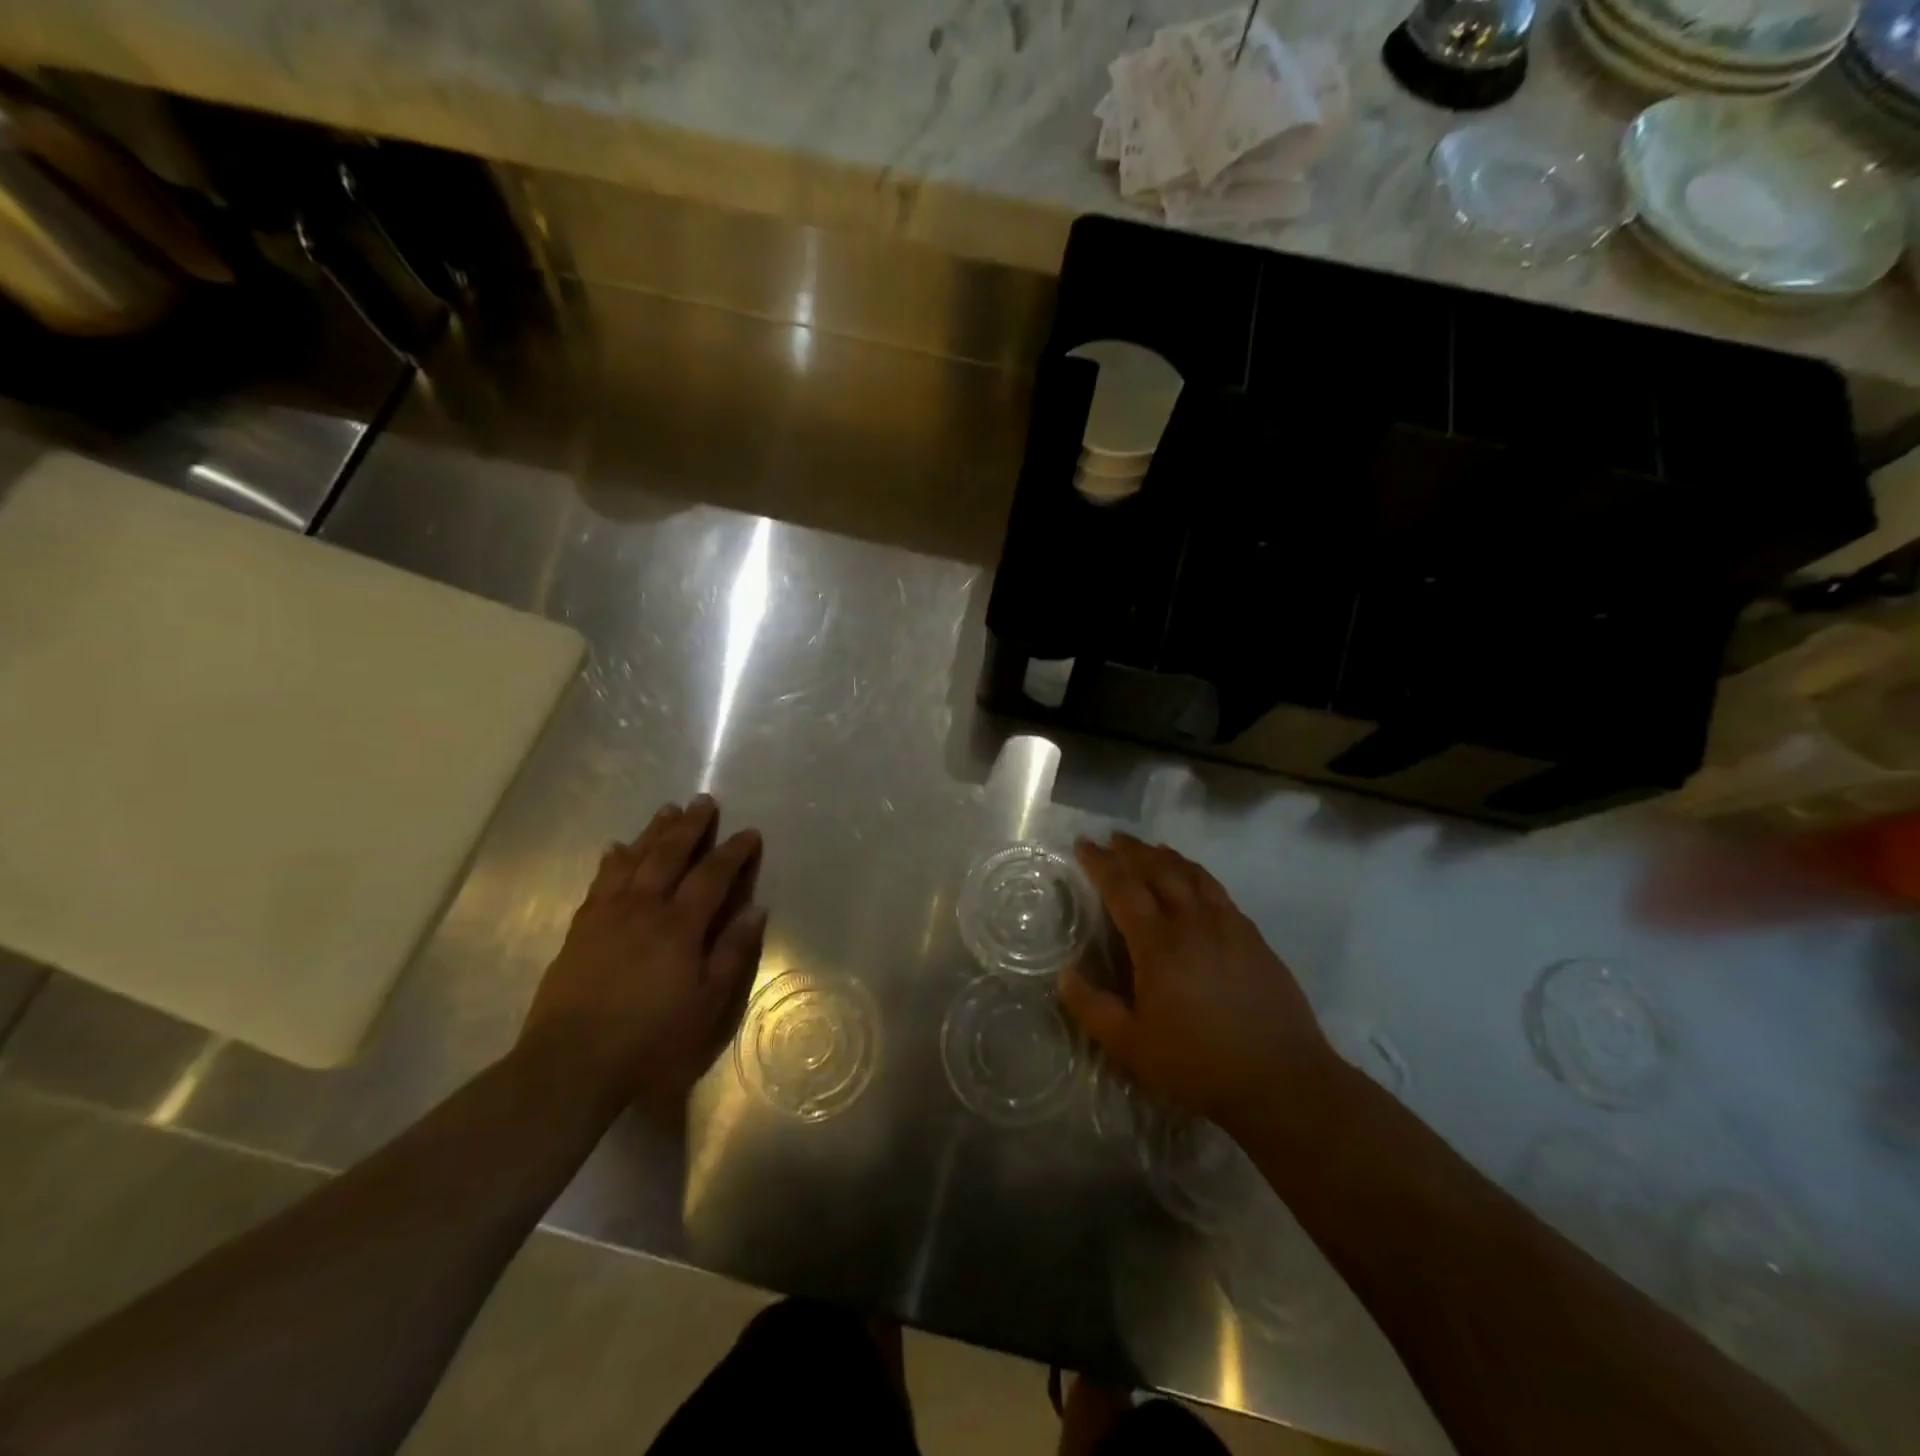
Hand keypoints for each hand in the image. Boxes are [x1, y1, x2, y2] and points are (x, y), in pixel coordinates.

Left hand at [520, 796, 766, 1107]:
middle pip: (669, 855)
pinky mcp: (581, 929)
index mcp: (680, 926)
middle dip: (690, 826)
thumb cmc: (651, 1038)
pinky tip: (616, 848)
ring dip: (653, 832)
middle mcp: (644, 908)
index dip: (733, 852)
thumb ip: (733, 953)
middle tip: (704, 800)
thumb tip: (756, 909)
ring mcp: (607, 915)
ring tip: (667, 810)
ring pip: (634, 860)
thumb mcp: (708, 1004)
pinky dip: (613, 860)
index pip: (712, 876)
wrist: (571, 1063)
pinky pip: (600, 882)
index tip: (749, 833)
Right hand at [1058, 833, 1333, 1137]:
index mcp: (1159, 945)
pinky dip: (1196, 874)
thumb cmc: (1199, 1065)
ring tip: (1148, 849)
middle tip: (1112, 839)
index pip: (1123, 888)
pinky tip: (1193, 880)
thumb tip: (1065, 974)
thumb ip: (1092, 1008)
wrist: (1282, 1080)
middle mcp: (1193, 923)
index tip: (1084, 845)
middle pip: (1159, 870)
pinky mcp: (1253, 937)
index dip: (1100, 863)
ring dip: (1165, 856)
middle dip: (1132, 850)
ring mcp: (1229, 926)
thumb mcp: (1131, 1047)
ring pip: (1192, 874)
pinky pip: (1218, 890)